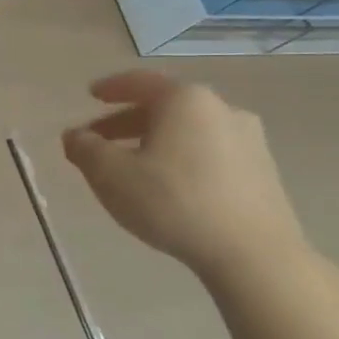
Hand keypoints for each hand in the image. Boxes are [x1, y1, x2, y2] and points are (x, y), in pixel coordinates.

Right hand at [61, 71, 308, 277]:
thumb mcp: (109, 174)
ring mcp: (249, 141)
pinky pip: (210, 152)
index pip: (140, 82)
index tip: (91, 95)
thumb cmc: (174, 201)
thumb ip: (84, 148)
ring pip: (188, 131)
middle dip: (127, 121)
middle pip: (165, 107)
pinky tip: (168, 184)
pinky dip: (182, 157)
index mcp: (185, 101)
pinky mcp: (263, 172)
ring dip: (155, 141)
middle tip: (100, 139)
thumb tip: (75, 136)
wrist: (255, 256)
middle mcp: (222, 109)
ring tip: (131, 165)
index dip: (111, 88)